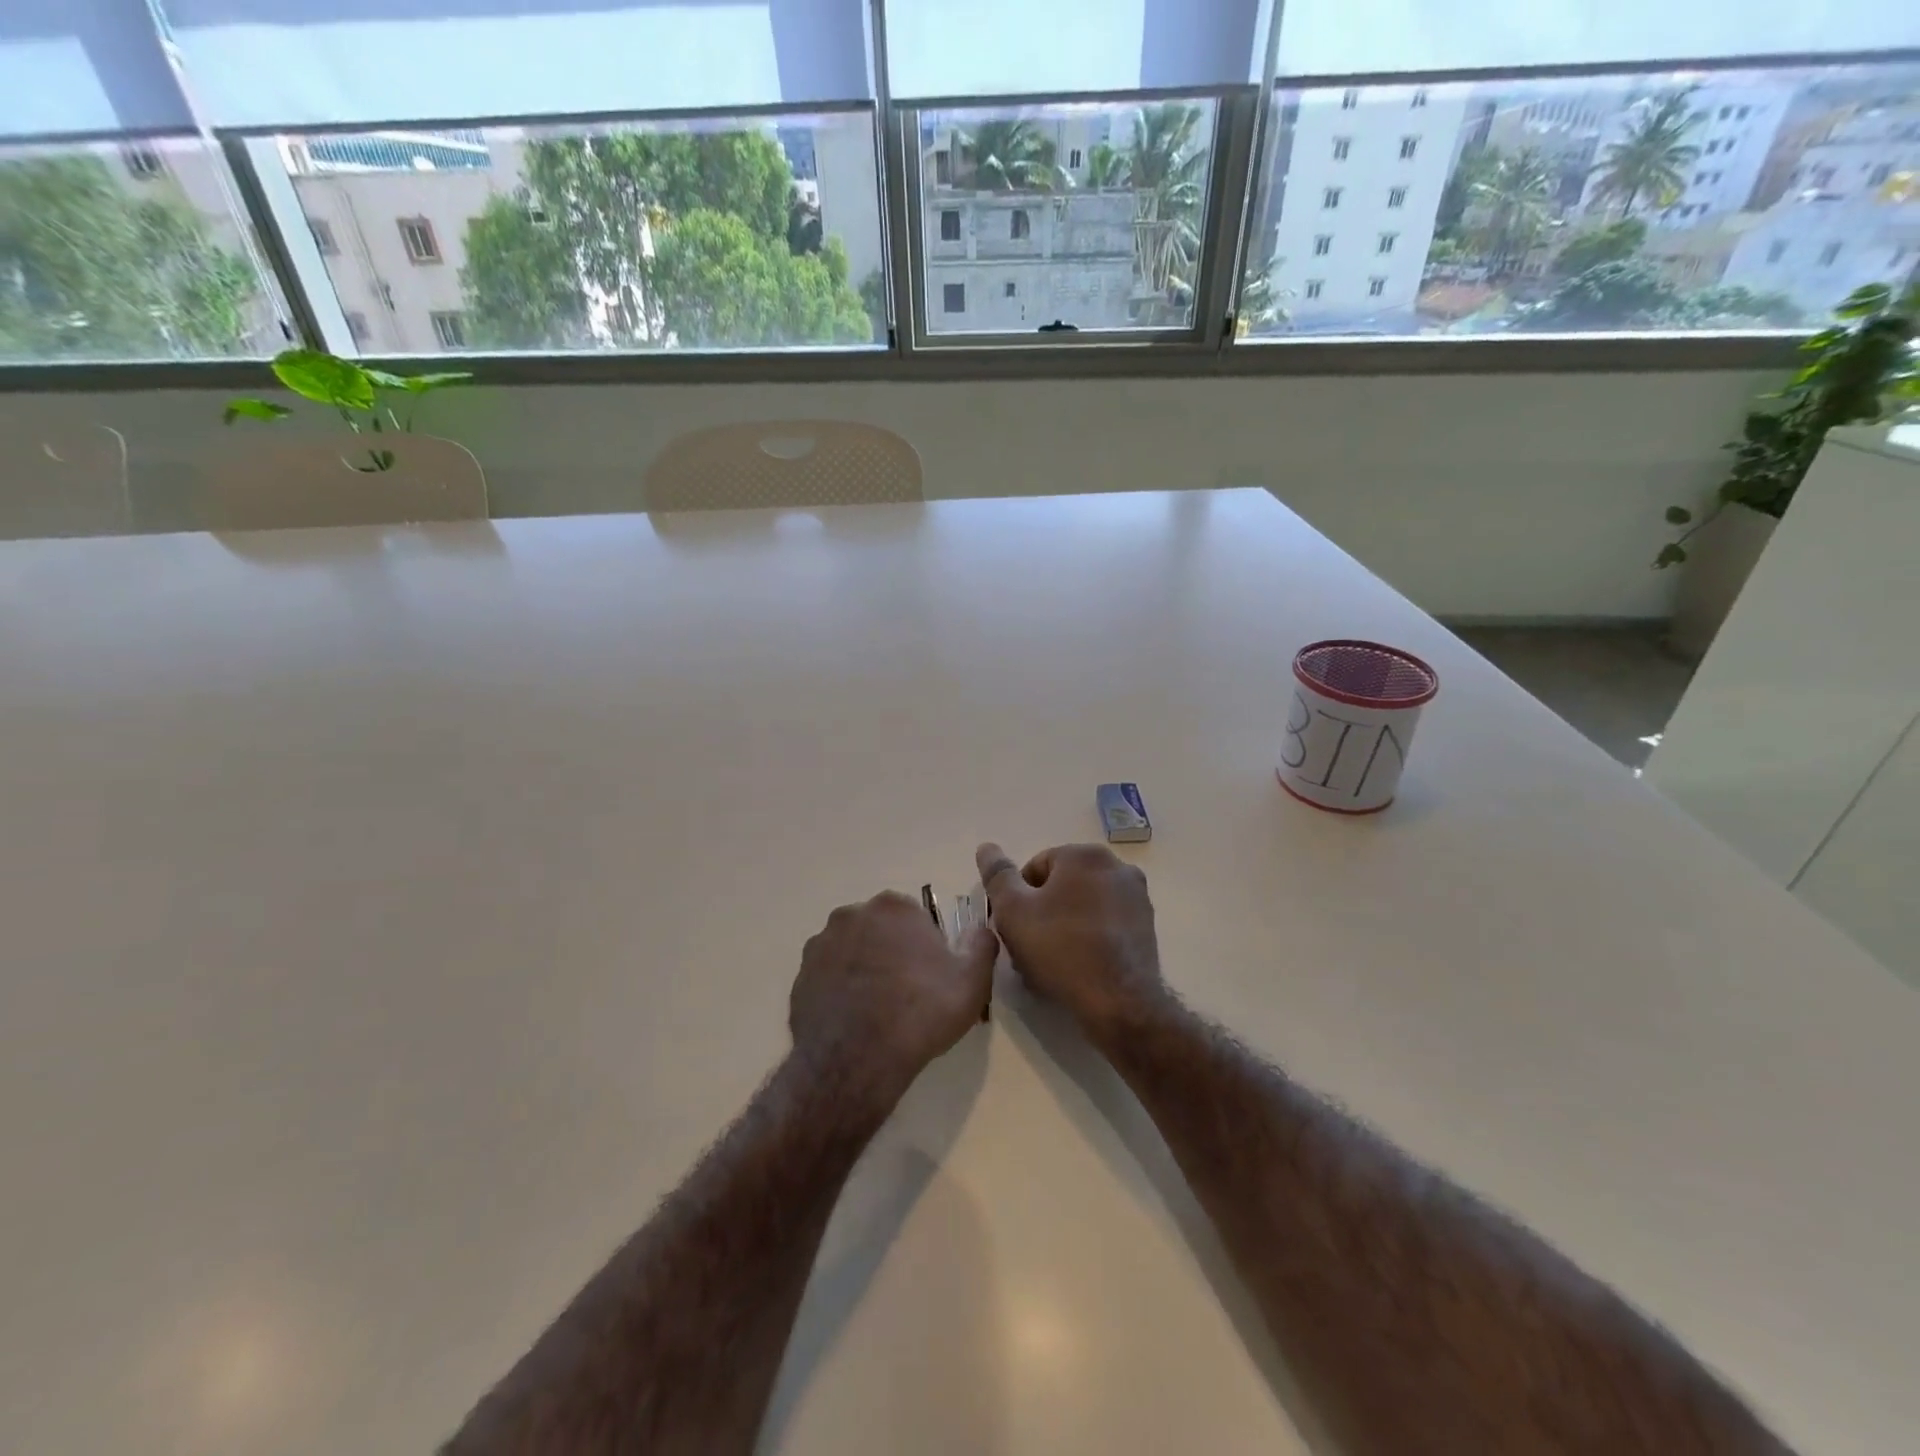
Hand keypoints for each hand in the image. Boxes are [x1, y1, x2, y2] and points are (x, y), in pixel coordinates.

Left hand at [789, 891, 996, 1109]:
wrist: (856, 1060)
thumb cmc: (920, 1013)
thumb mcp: (972, 981)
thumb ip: (981, 945)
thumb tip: (979, 929)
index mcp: (894, 907)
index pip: (915, 918)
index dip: (926, 947)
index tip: (931, 977)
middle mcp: (852, 914)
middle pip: (880, 930)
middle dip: (892, 952)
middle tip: (906, 994)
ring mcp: (821, 944)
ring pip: (852, 951)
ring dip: (864, 968)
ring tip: (877, 1010)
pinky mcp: (800, 975)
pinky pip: (828, 976)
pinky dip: (839, 990)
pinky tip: (853, 1020)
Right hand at [975, 842, 1164, 1039]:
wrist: (1119, 1001)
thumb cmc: (1060, 949)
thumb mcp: (1013, 911)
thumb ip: (998, 875)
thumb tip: (986, 847)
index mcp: (1084, 855)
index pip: (1036, 867)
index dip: (1017, 898)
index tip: (1014, 928)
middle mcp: (1116, 866)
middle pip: (1062, 885)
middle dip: (1042, 911)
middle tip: (1029, 946)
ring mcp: (1136, 896)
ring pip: (1084, 905)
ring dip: (1064, 924)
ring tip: (1051, 961)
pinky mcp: (1146, 926)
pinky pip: (1105, 923)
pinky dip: (1089, 937)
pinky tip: (1077, 965)